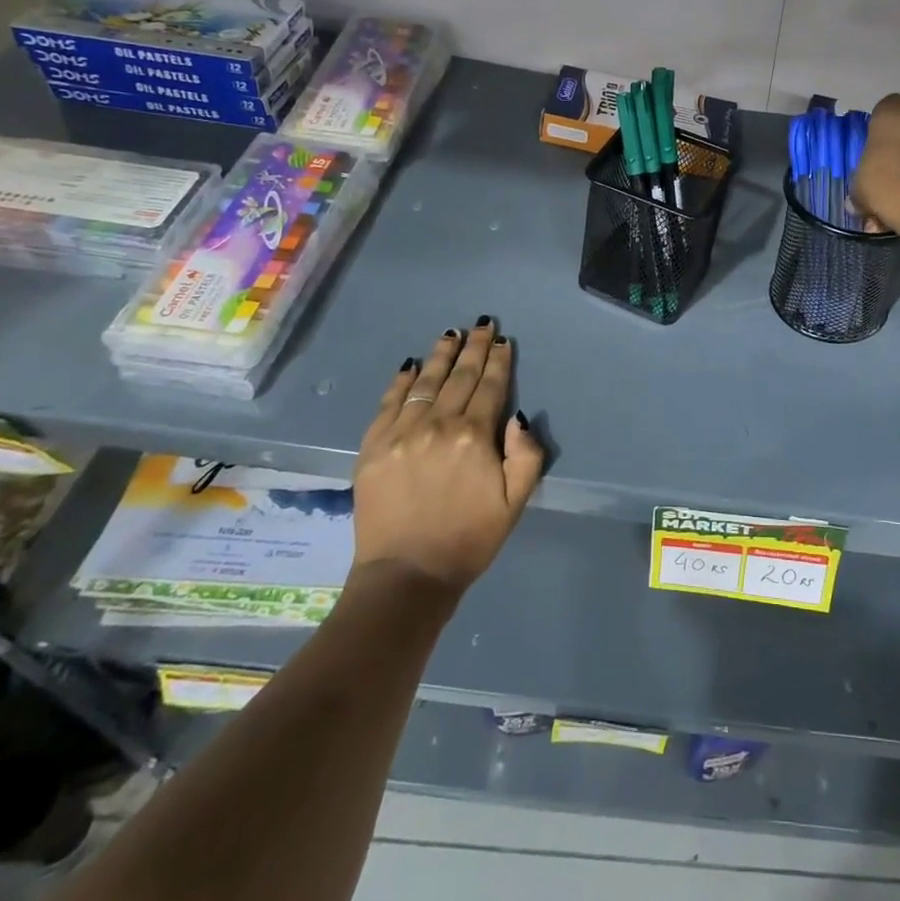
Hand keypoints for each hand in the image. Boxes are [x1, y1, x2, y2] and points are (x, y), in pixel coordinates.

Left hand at [352, 319, 544, 593]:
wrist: (406, 576)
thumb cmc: (469, 538)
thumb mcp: (516, 502)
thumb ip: (526, 455)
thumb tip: (518, 416)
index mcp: (474, 436)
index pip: (490, 387)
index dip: (499, 361)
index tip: (503, 341)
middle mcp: (437, 424)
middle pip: (460, 376)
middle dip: (474, 347)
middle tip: (483, 324)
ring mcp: (401, 432)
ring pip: (426, 382)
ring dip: (441, 355)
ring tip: (451, 333)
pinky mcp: (372, 446)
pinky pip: (389, 402)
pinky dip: (402, 380)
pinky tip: (411, 365)